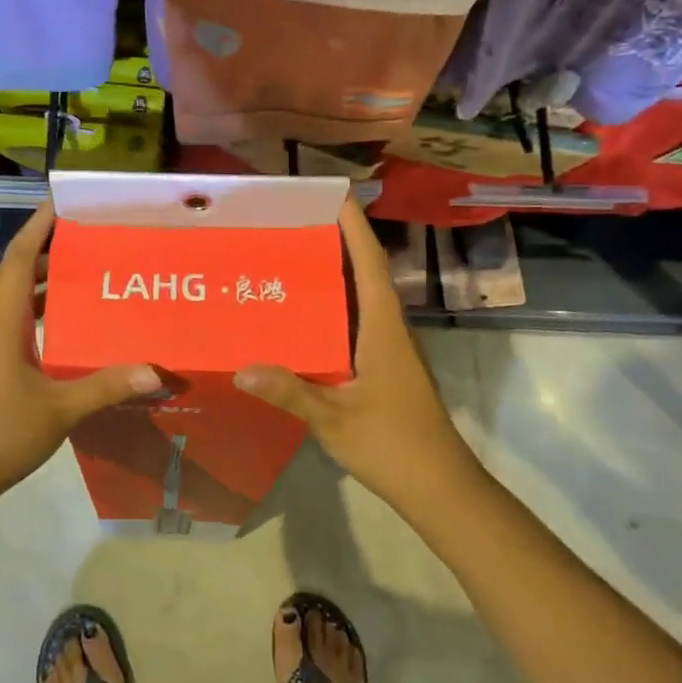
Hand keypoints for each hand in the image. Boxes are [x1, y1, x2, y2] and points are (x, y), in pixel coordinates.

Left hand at [0, 203, 159, 507]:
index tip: (61, 202)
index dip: (37, 227)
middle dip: (46, 250)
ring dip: (41, 283)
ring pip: (12, 302)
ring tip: (83, 274)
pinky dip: (37, 314)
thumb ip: (105, 387)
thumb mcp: (58, 411)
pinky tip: (65, 329)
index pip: (16, 258)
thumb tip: (156, 371)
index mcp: (0, 323)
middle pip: (14, 274)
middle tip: (88, 237)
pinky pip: (12, 326)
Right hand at [235, 199, 478, 517]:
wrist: (440, 488)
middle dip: (338, 241)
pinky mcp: (385, 367)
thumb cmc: (393, 444)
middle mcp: (389, 329)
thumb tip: (241, 368)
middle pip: (366, 273)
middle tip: (294, 222)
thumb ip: (290, 392)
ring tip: (292, 258)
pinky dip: (335, 307)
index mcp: (383, 328)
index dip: (354, 227)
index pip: (370, 264)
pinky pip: (357, 322)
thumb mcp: (334, 418)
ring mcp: (389, 349)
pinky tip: (304, 316)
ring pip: (362, 298)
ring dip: (336, 273)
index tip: (333, 195)